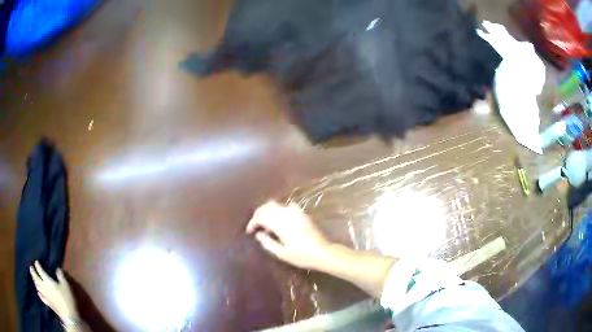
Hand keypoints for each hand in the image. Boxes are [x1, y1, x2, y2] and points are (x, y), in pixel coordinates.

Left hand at [30, 261, 78, 322]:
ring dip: (34, 281)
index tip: (36, 261)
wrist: (69, 316)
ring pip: (37, 286)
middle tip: (30, 267)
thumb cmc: (67, 299)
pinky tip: (38, 292)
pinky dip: (39, 293)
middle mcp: (43, 286)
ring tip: (33, 278)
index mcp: (47, 280)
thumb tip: (57, 269)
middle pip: (36, 277)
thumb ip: (61, 276)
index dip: (37, 265)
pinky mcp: (47, 303)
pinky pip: (41, 297)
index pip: (40, 270)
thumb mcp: (66, 286)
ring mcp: (45, 295)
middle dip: (33, 271)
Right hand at [246, 201, 330, 268]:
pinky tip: (281, 219)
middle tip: (255, 225)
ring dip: (268, 211)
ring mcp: (296, 213)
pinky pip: (288, 206)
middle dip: (258, 214)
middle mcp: (287, 215)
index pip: (261, 217)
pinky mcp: (303, 214)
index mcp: (281, 225)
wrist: (323, 253)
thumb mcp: (282, 254)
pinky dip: (281, 209)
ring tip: (266, 223)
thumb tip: (258, 234)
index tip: (250, 231)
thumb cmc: (302, 256)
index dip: (252, 223)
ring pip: (277, 204)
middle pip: (267, 206)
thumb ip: (268, 243)